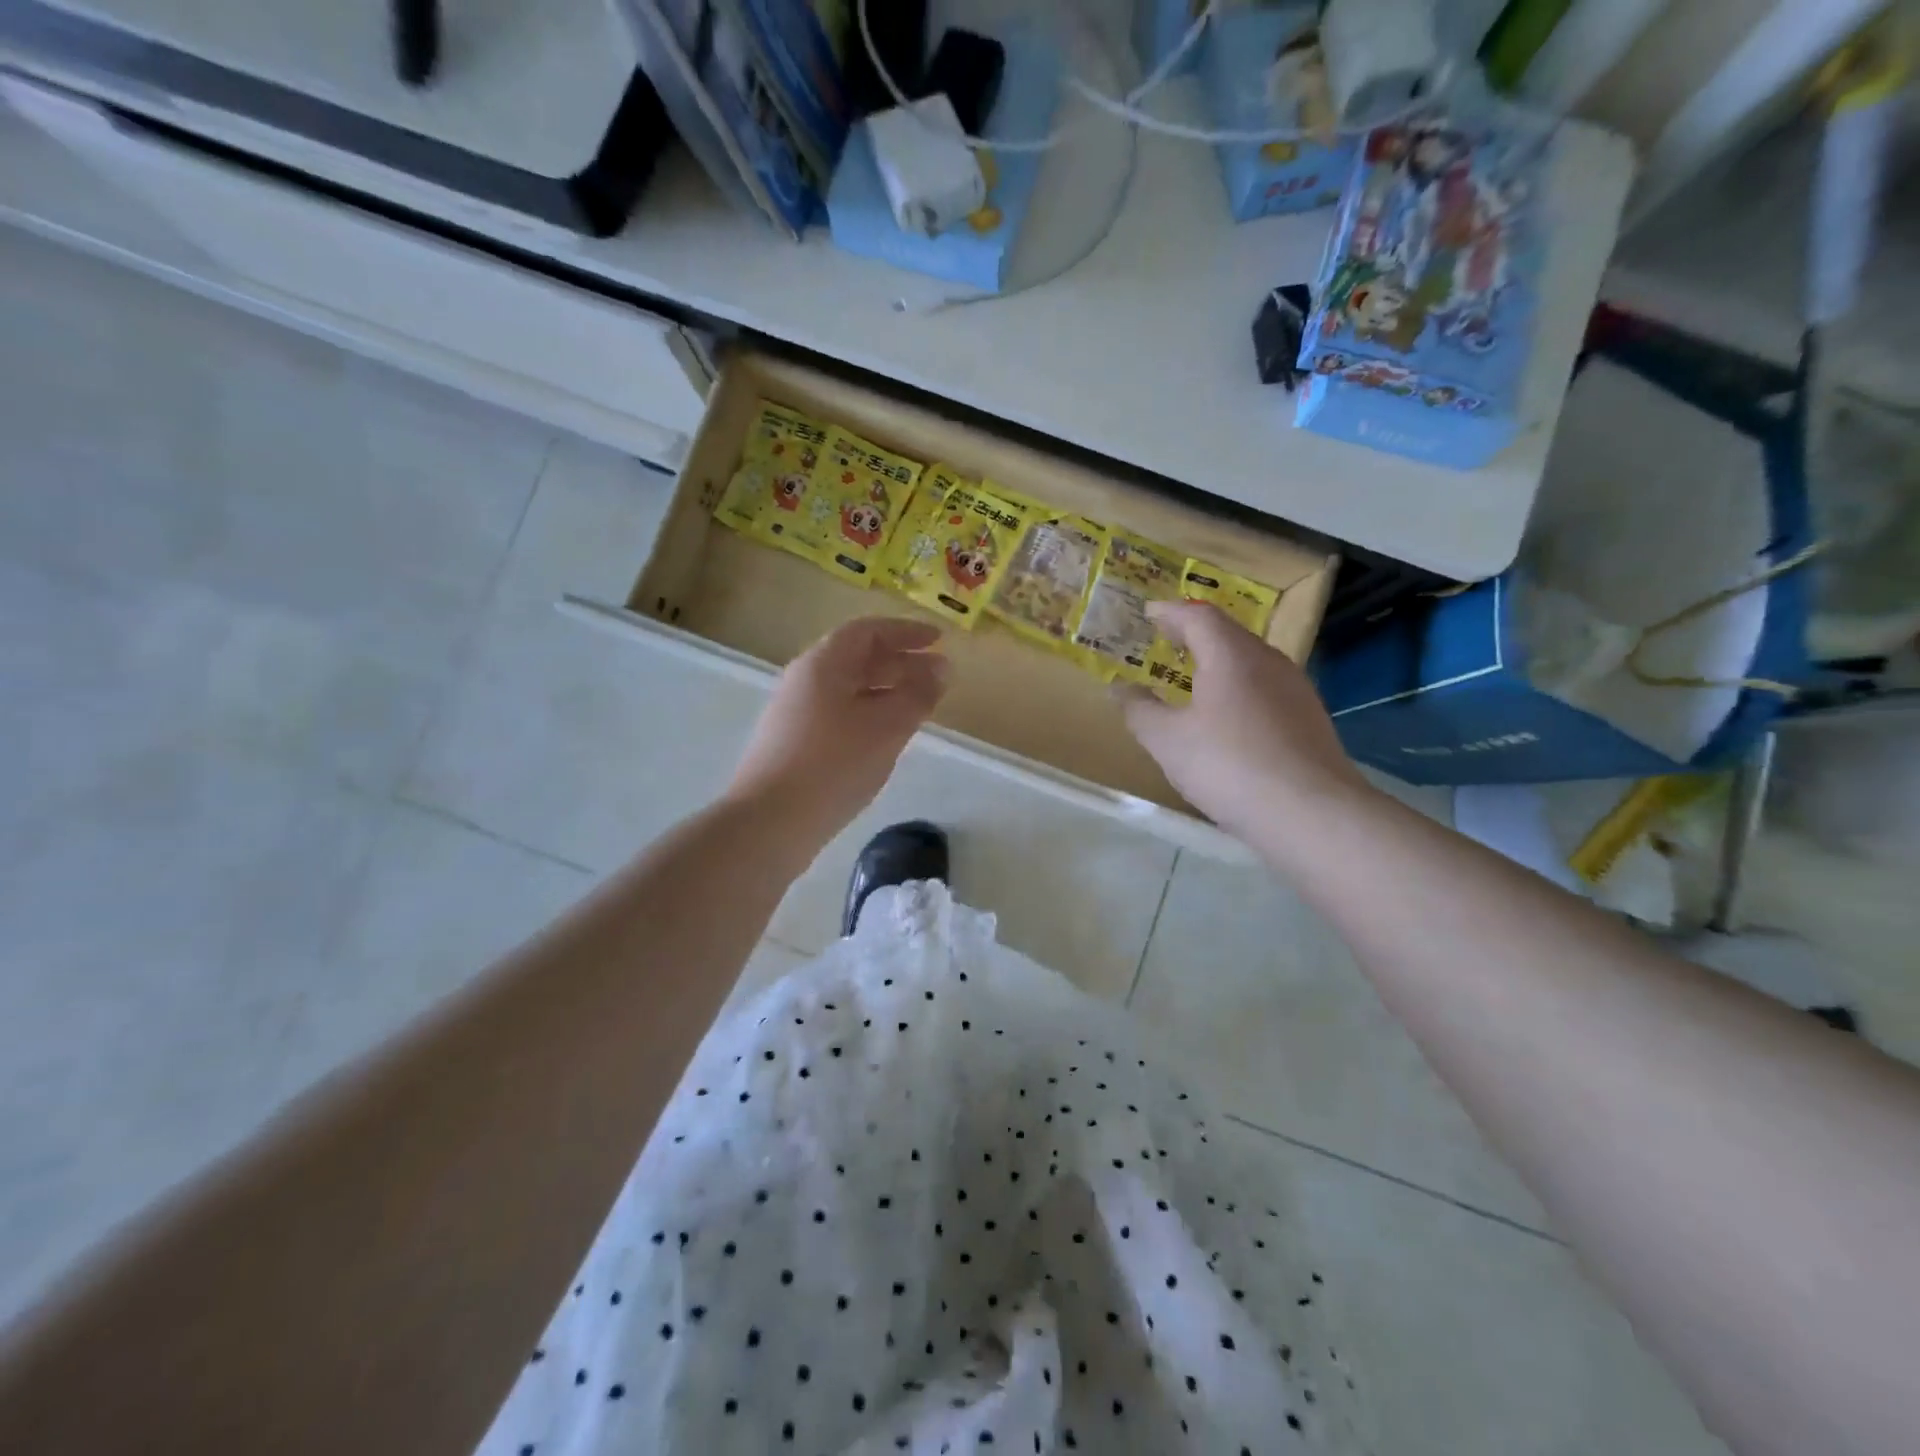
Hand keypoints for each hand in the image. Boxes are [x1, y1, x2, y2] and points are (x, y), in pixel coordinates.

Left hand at [728, 616, 948, 842]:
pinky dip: (869, 713)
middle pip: (857, 658)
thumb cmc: (834, 765)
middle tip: (938, 677)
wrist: (770, 821)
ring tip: (919, 707)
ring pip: (848, 688)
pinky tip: (886, 737)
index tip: (938, 641)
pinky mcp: (793, 743)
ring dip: (886, 690)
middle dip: (901, 662)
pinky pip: (839, 713)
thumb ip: (918, 694)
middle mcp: (804, 679)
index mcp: (823, 663)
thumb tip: (941, 668)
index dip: (906, 631)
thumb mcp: (886, 727)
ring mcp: (795, 712)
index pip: (868, 631)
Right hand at [1117, 600, 1367, 838]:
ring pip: (1250, 662)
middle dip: (1194, 633)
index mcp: (1231, 655)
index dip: (1169, 612)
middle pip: (1228, 634)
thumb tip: (1120, 689)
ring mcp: (1295, 689)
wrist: (1310, 813)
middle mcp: (1268, 661)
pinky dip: (1238, 687)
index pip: (1198, 616)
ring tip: (1192, 678)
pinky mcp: (1309, 719)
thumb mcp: (1167, 741)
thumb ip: (1139, 710)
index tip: (1148, 614)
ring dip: (1218, 661)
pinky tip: (1228, 717)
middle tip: (1166, 641)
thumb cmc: (1229, 766)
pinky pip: (1265, 688)